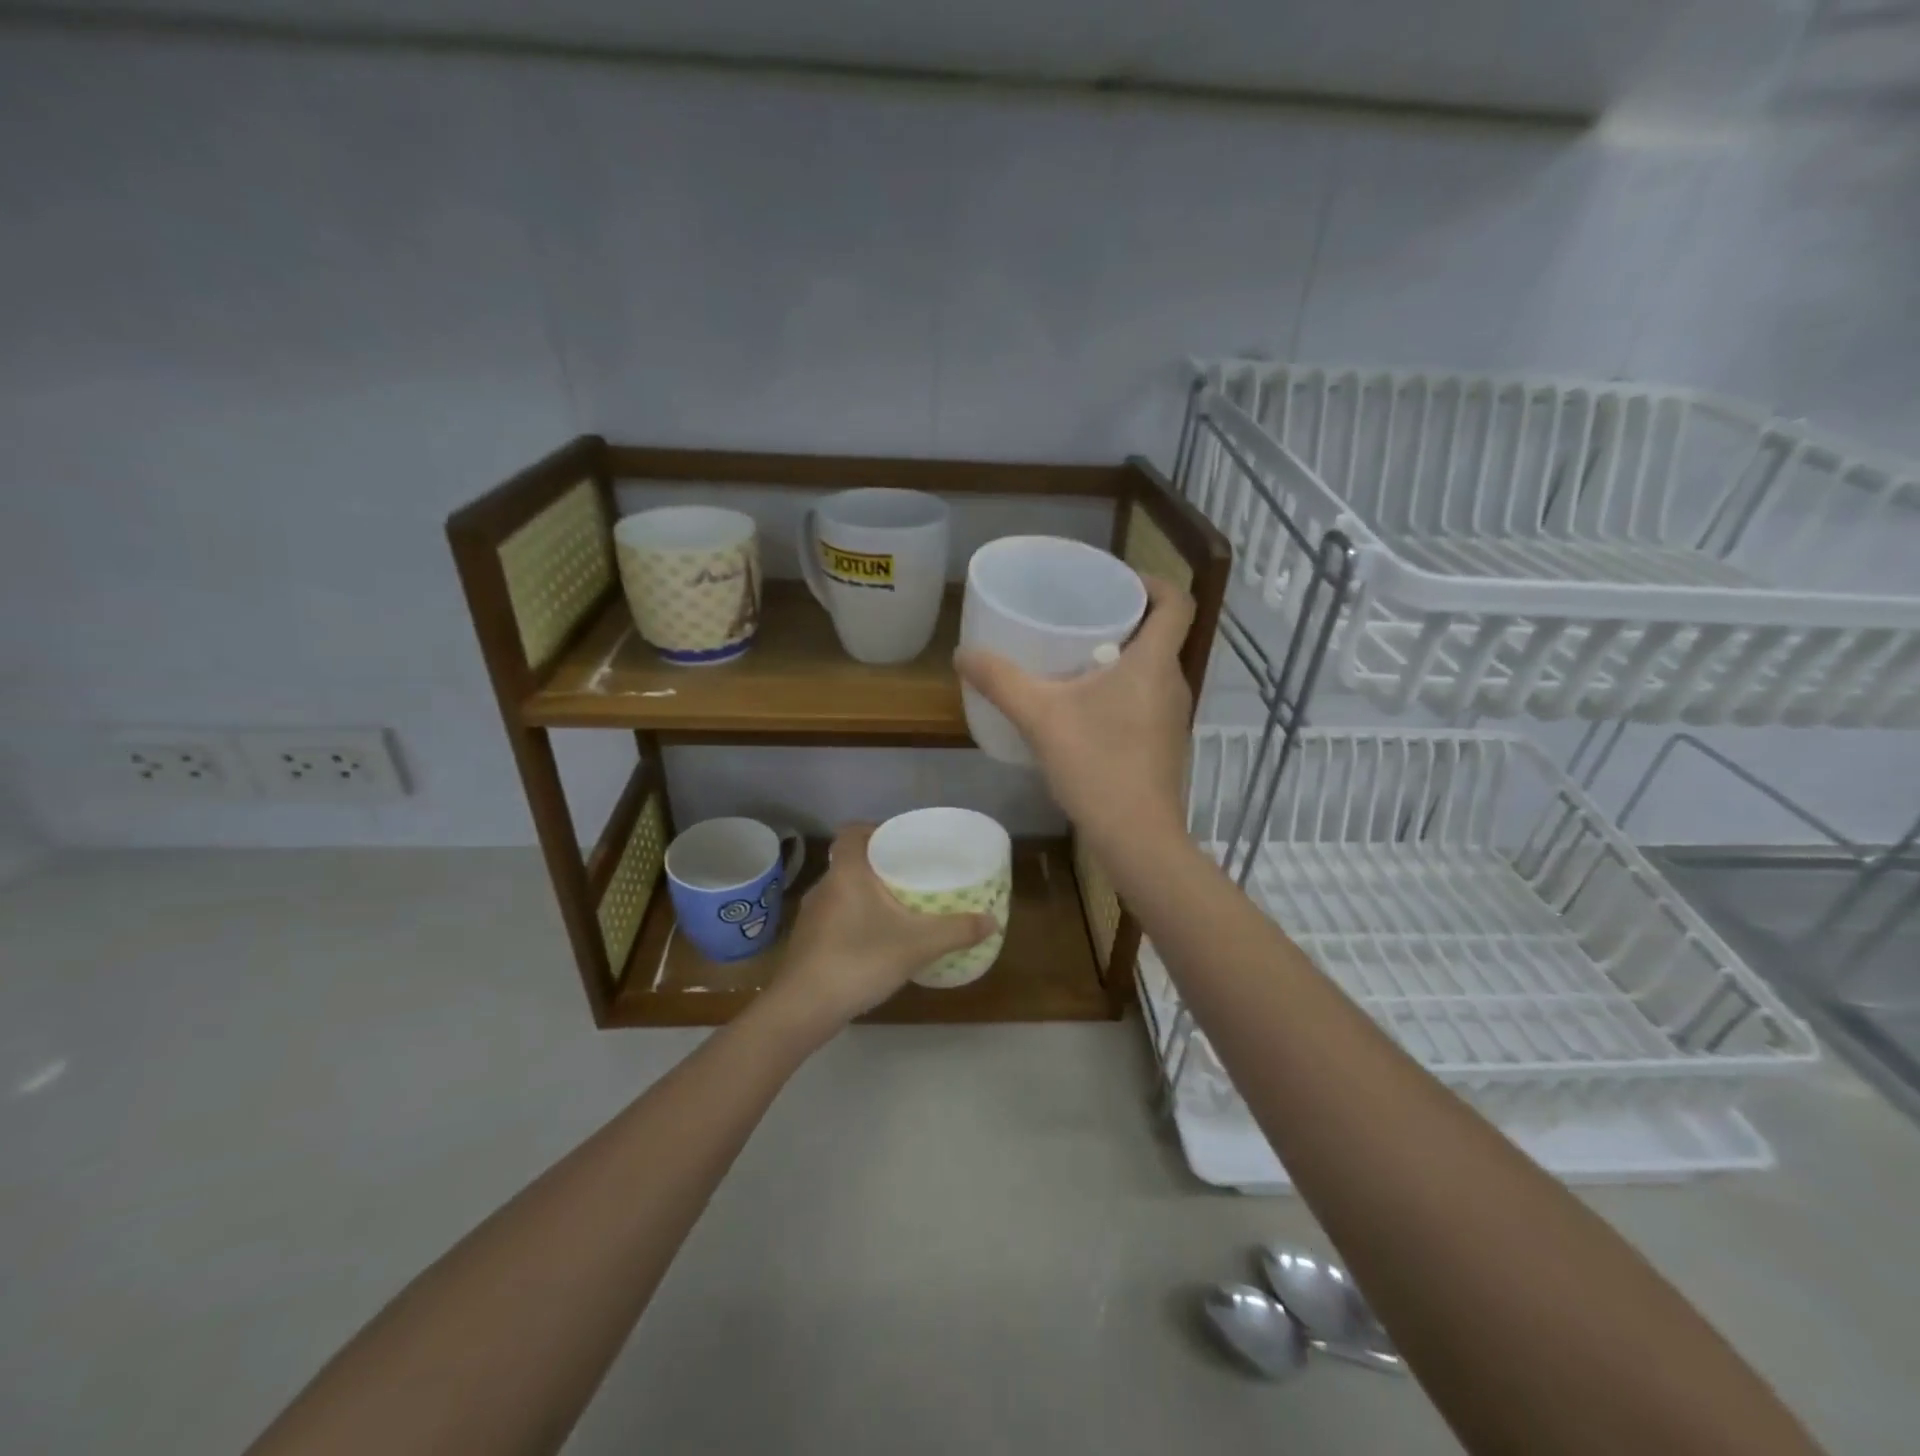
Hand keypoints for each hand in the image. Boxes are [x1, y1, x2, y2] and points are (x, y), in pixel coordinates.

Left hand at [773, 823, 996, 1029]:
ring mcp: (812, 915)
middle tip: (912, 874)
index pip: (853, 832)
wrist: (802, 1008)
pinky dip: (855, 918)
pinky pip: (836, 916)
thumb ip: (956, 931)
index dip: (875, 830)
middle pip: (851, 860)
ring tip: (899, 906)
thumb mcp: (917, 945)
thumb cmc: (858, 960)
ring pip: (843, 890)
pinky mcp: (807, 941)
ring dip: (867, 893)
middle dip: (880, 865)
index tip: (903, 842)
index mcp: (846, 871)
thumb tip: (993, 920)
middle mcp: (825, 885)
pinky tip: (875, 939)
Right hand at [955, 574, 1194, 854]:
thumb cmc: (1097, 765)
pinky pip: (1146, 701)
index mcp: (1154, 662)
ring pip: (1151, 671)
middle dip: (1123, 620)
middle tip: (1079, 618)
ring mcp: (1172, 718)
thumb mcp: (1040, 717)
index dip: (1152, 581)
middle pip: (1160, 635)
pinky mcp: (1164, 745)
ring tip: (1075, 662)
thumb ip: (1001, 681)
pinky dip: (1121, 693)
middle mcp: (1173, 683)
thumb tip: (963, 654)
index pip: (1175, 601)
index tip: (1116, 581)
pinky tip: (1084, 712)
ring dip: (1120, 659)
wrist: (1136, 836)